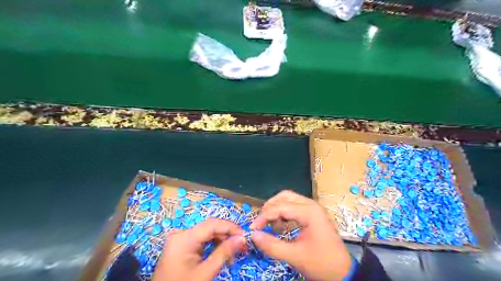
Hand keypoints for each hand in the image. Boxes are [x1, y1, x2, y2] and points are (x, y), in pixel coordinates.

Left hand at [153, 220, 245, 280]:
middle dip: (227, 236)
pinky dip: (213, 245)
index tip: (245, 235)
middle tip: (242, 246)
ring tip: (233, 254)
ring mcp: (180, 239)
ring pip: (207, 233)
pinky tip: (222, 253)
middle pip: (210, 228)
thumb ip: (224, 253)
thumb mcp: (205, 272)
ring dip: (221, 241)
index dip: (230, 227)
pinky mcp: (181, 245)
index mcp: (184, 238)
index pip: (212, 224)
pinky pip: (201, 240)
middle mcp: (181, 233)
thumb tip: (242, 238)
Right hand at [251, 191, 351, 280]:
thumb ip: (272, 245)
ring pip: (289, 199)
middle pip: (284, 196)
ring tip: (269, 223)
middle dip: (270, 207)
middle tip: (260, 222)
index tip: (252, 229)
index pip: (280, 207)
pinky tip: (280, 224)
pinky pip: (294, 207)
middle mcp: (311, 205)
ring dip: (276, 208)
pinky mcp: (313, 214)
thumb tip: (253, 236)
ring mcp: (313, 209)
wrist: (344, 273)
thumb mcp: (295, 256)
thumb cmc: (322, 264)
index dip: (263, 217)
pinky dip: (284, 212)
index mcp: (309, 212)